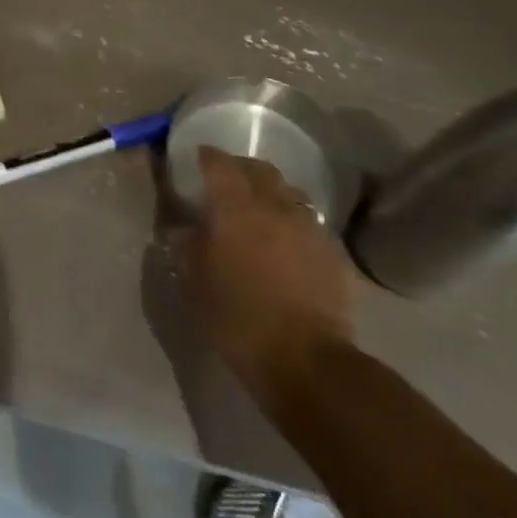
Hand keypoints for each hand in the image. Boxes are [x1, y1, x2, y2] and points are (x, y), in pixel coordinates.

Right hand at [174, 147, 357, 407]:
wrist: (306, 360)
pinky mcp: (334, 252)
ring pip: (290, 193)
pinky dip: (295, 221)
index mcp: (236, 209)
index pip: (220, 165)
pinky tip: (288, 240)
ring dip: (272, 192)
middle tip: (228, 179)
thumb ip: (188, 247)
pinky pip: (311, 222)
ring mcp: (310, 228)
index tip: (199, 156)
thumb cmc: (239, 319)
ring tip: (261, 208)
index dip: (208, 156)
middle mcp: (275, 207)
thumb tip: (182, 229)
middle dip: (242, 168)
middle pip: (260, 171)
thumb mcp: (197, 284)